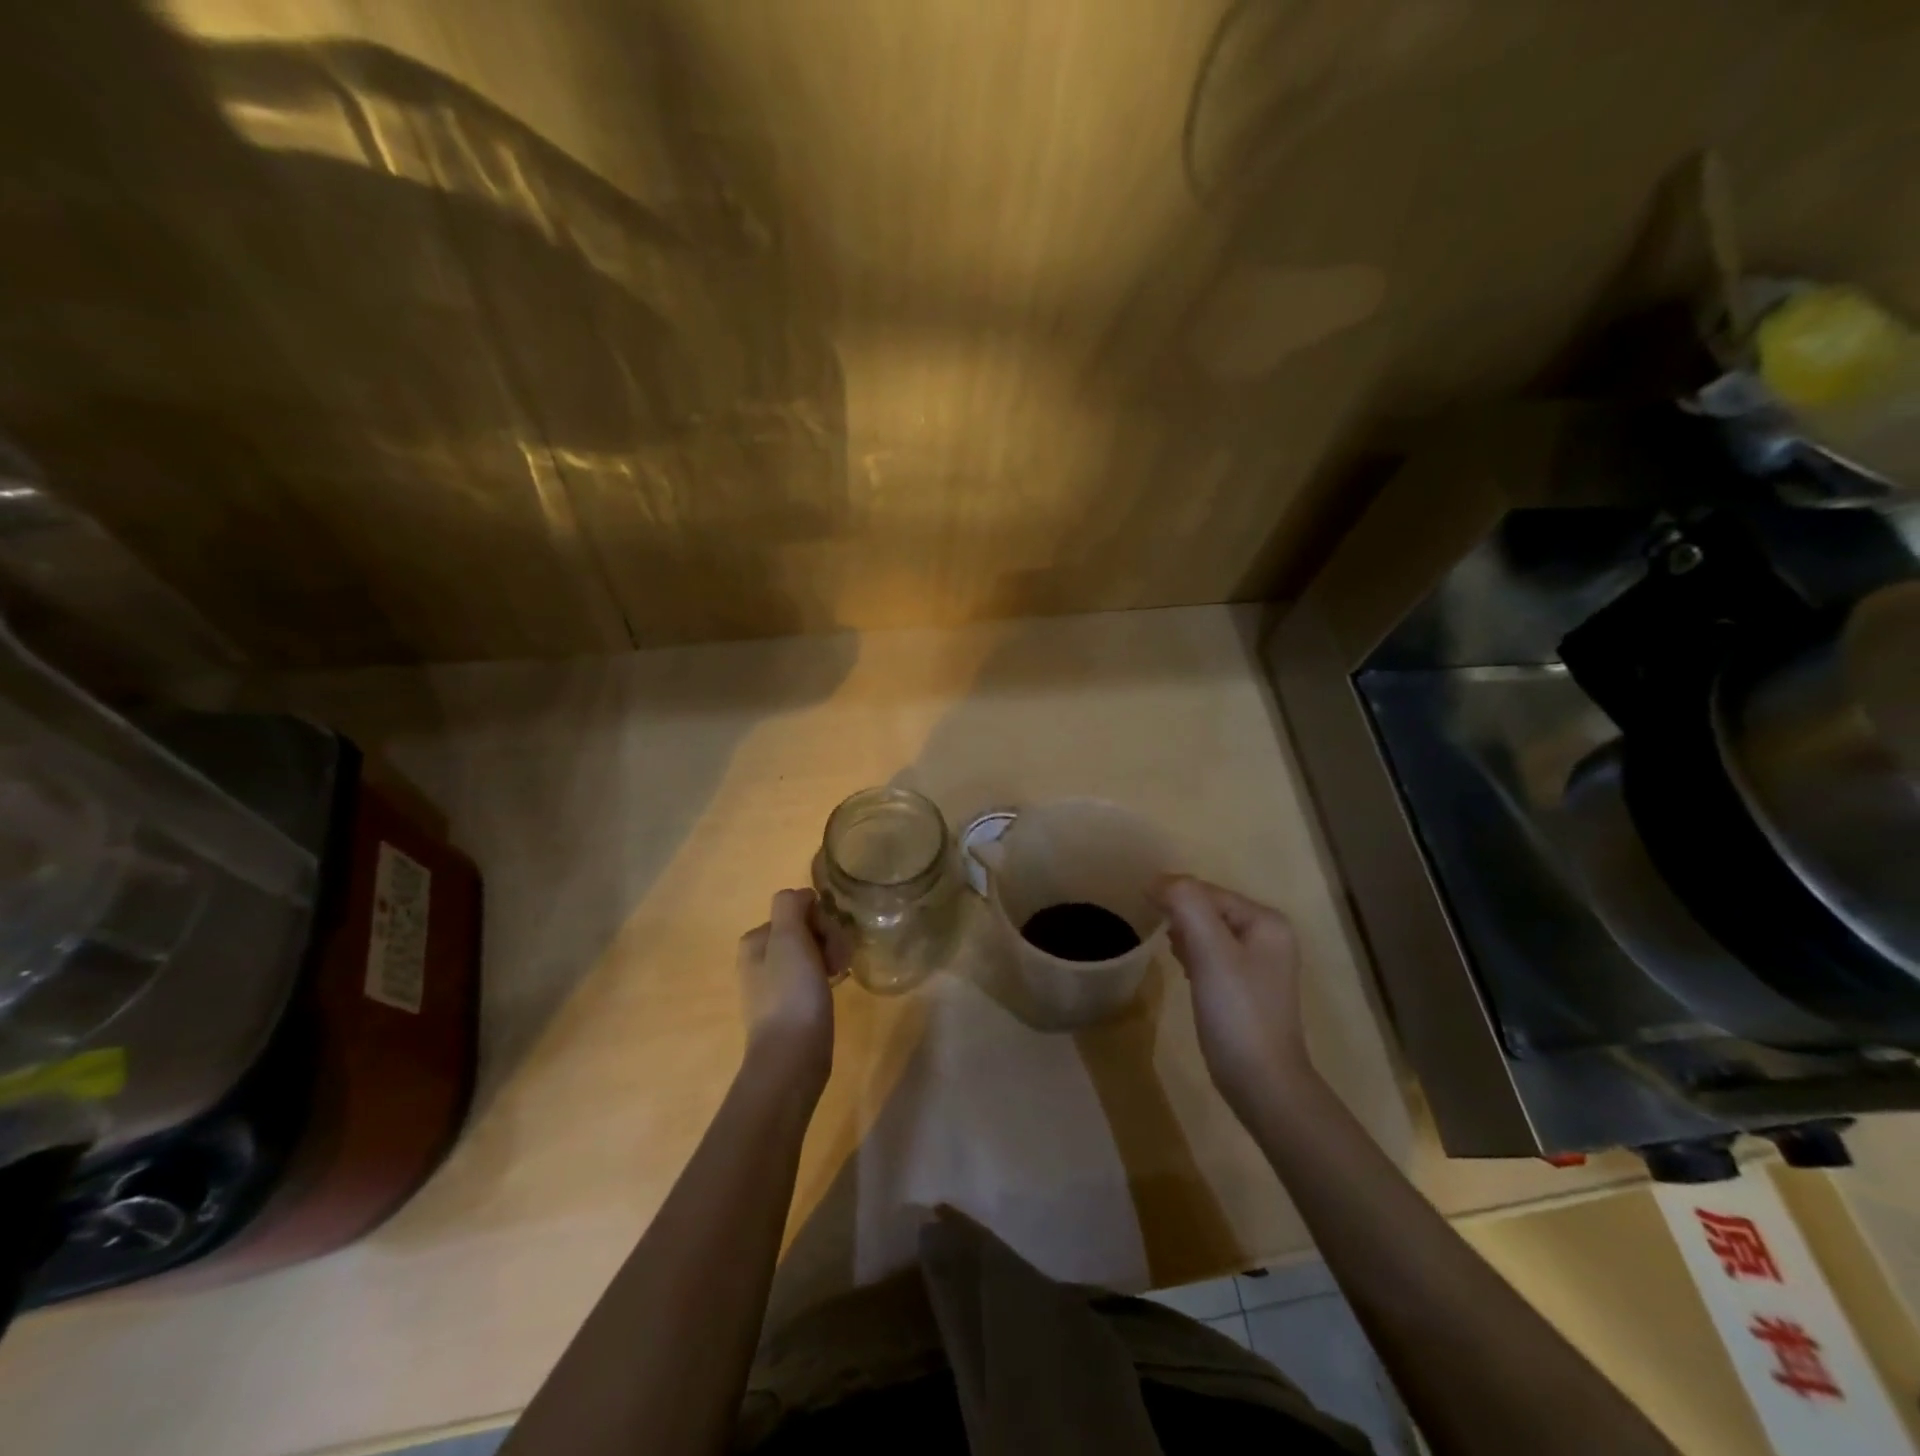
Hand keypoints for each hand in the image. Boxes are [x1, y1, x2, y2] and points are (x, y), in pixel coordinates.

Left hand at [738, 889, 835, 1095]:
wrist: (792, 1057)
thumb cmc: (791, 993)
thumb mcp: (788, 938)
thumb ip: (791, 905)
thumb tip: (803, 896)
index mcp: (755, 940)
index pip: (797, 909)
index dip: (820, 919)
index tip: (831, 940)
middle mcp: (759, 959)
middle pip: (804, 929)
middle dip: (828, 938)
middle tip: (840, 961)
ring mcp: (774, 984)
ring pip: (812, 952)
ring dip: (832, 955)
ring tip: (842, 974)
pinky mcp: (790, 1005)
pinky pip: (812, 975)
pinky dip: (827, 975)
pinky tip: (836, 986)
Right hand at [1152, 875, 1315, 1122]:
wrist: (1262, 1083)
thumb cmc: (1237, 1012)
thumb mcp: (1210, 951)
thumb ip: (1186, 905)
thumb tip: (1157, 881)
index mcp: (1267, 921)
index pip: (1208, 892)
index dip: (1174, 895)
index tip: (1141, 905)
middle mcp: (1269, 936)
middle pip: (1209, 909)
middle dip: (1180, 916)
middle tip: (1156, 932)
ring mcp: (1260, 964)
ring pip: (1208, 932)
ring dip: (1184, 935)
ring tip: (1168, 950)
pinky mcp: (1246, 989)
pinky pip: (1212, 956)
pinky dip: (1193, 956)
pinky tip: (1183, 970)